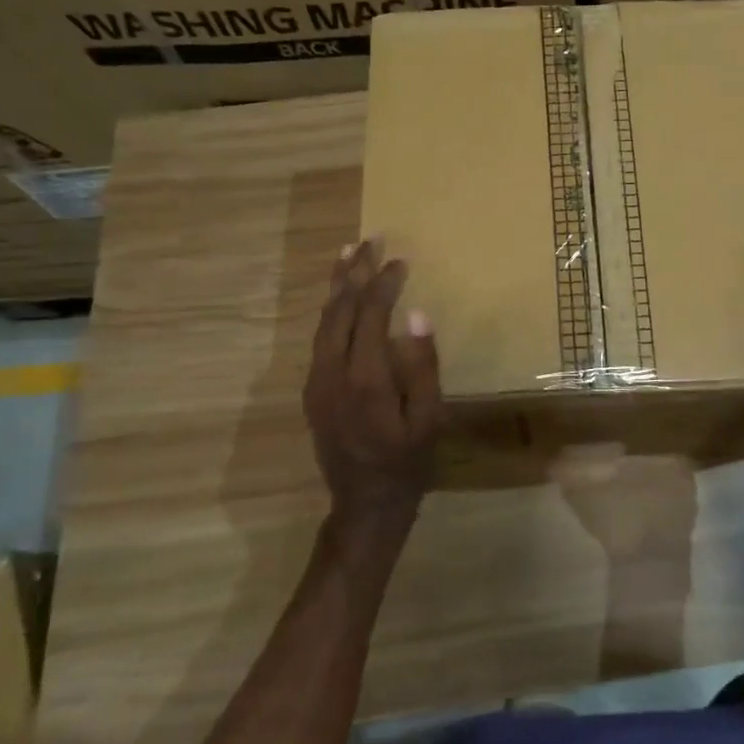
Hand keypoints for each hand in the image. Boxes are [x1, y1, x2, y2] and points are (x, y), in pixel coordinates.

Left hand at [303, 239, 441, 533]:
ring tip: (348, 255)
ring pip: (324, 321)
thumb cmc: (407, 462)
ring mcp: (317, 381)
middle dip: (355, 272)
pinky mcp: (313, 389)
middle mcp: (333, 373)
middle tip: (369, 239)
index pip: (371, 315)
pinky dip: (331, 309)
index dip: (385, 284)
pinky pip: (320, 337)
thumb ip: (423, 366)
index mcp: (366, 379)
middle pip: (340, 310)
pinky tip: (340, 297)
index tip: (401, 260)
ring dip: (338, 286)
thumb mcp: (429, 420)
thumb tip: (416, 314)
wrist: (365, 504)